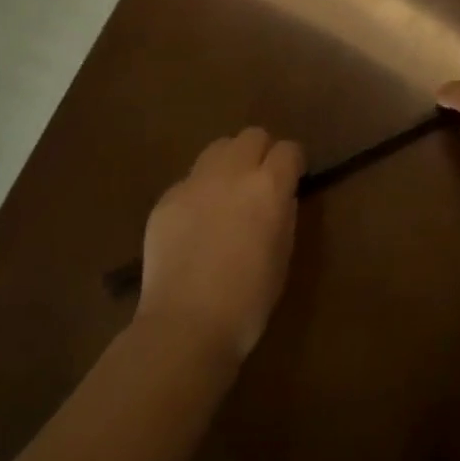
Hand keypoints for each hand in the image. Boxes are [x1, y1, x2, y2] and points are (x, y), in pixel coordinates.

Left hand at [136, 128, 304, 361]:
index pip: (289, 149)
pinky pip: (190, 179)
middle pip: (252, 136)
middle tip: (260, 181)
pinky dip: (200, 190)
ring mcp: (194, 182)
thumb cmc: (249, 299)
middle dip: (262, 152)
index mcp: (269, 187)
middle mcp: (232, 172)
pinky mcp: (166, 198)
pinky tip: (197, 223)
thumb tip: (280, 196)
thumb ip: (284, 214)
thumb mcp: (283, 254)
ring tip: (227, 193)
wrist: (186, 324)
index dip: (293, 163)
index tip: (293, 178)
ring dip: (230, 162)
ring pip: (218, 148)